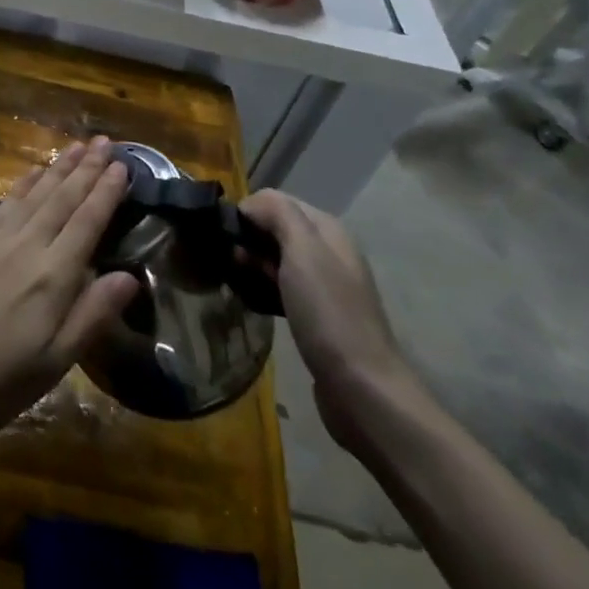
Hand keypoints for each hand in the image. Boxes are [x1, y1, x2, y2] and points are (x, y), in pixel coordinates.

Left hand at [0, 137, 141, 451]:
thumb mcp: (54, 362)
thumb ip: (92, 315)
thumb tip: (130, 275)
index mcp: (51, 278)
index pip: (86, 223)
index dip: (106, 193)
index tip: (123, 166)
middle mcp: (25, 248)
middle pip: (61, 199)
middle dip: (86, 168)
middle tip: (106, 142)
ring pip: (34, 194)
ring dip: (58, 168)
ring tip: (77, 145)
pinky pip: (6, 203)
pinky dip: (24, 183)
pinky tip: (34, 173)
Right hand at [238, 190, 421, 455]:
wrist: (361, 388)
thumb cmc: (329, 313)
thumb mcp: (303, 251)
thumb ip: (278, 213)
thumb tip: (250, 204)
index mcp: (327, 230)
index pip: (276, 200)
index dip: (248, 212)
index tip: (226, 235)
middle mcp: (327, 251)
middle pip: (275, 229)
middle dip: (248, 240)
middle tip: (230, 262)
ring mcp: (323, 285)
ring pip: (274, 259)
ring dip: (252, 266)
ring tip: (235, 282)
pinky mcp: (315, 315)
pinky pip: (279, 288)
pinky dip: (262, 289)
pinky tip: (251, 302)